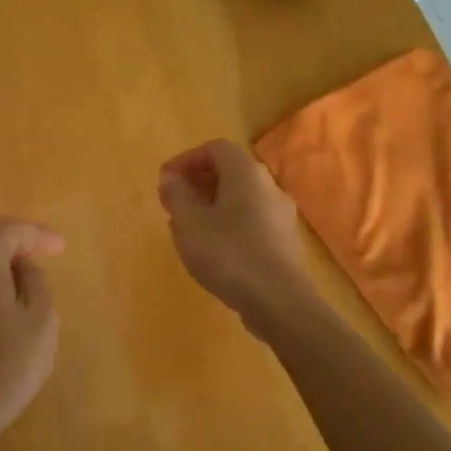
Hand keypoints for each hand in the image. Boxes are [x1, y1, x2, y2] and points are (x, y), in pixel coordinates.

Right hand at [158, 140, 314, 333]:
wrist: (279, 301)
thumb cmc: (228, 254)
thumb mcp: (189, 223)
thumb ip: (177, 195)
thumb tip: (171, 177)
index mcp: (246, 173)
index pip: (216, 149)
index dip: (187, 160)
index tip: (166, 180)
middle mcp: (269, 186)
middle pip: (230, 172)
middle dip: (198, 183)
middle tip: (173, 204)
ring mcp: (281, 215)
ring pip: (241, 199)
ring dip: (211, 206)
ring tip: (187, 229)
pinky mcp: (285, 241)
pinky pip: (251, 221)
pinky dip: (228, 224)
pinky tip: (212, 250)